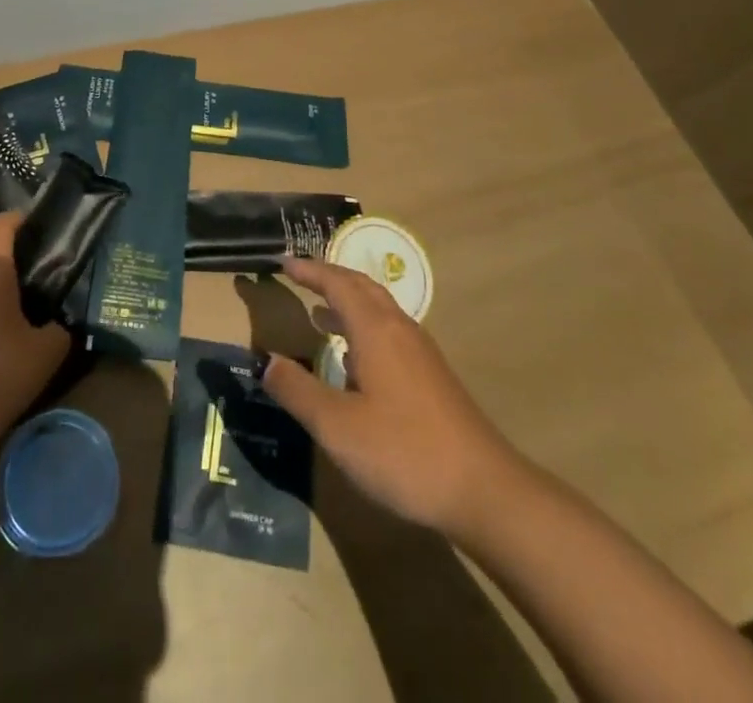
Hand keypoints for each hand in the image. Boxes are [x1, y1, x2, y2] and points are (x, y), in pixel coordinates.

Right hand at [263, 257, 520, 534]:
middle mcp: (399, 329)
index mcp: (375, 330)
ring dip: (348, 300)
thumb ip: (298, 391)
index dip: (309, 270)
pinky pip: (389, 330)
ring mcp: (420, 352)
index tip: (283, 262)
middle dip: (329, 277)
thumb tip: (266, 362)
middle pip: (361, 286)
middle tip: (300, 275)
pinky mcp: (432, 376)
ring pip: (379, 308)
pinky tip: (355, 358)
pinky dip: (363, 325)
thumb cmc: (405, 453)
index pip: (337, 283)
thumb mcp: (338, 428)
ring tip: (320, 311)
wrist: (486, 491)